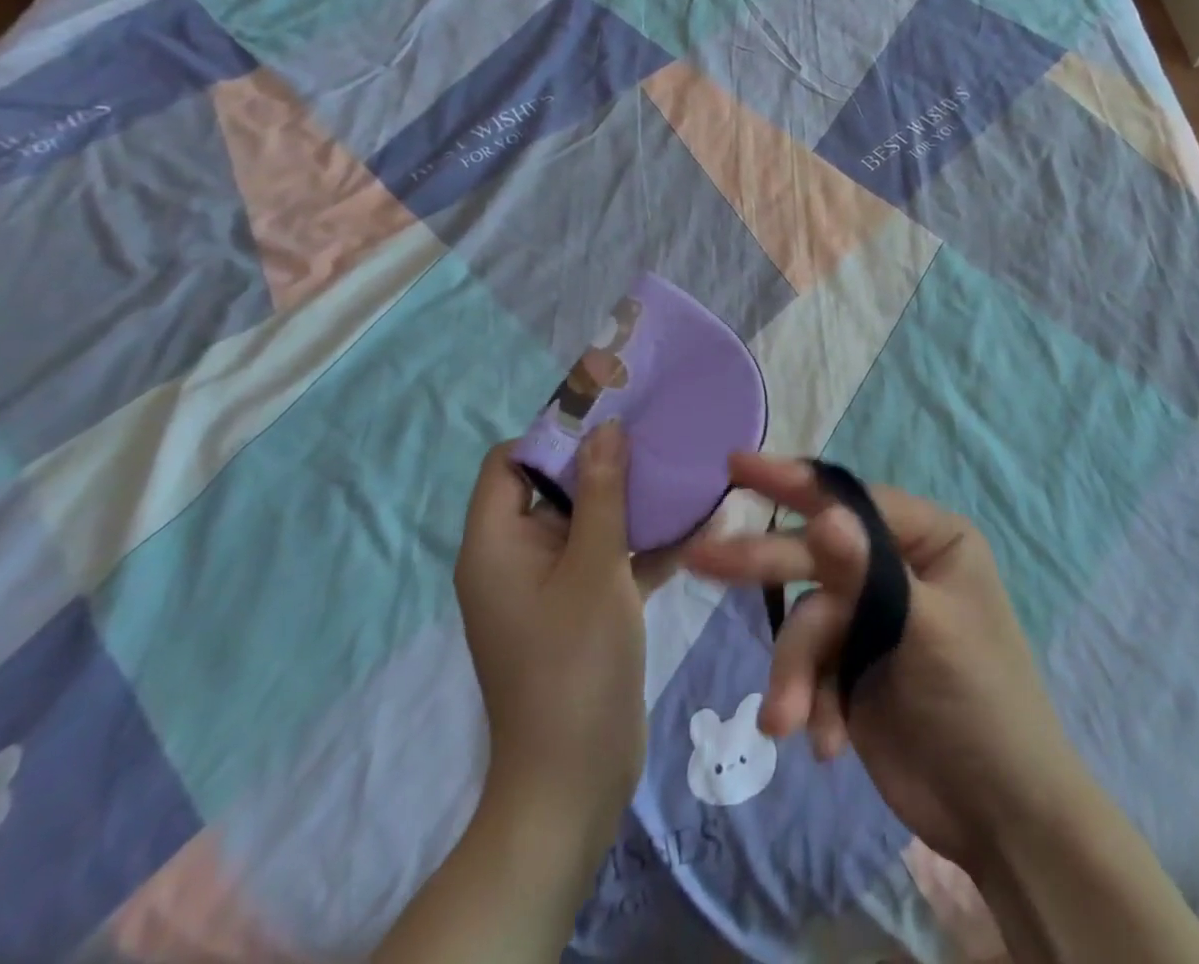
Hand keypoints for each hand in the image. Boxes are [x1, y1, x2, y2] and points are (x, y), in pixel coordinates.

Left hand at [454, 425, 671, 836]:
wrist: (575, 782)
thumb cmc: (575, 664)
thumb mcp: (594, 568)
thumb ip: (603, 493)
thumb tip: (605, 427)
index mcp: (497, 543)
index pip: (509, 462)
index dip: (553, 434)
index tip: (608, 415)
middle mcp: (516, 558)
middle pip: (554, 488)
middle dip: (605, 462)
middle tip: (656, 435)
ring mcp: (550, 587)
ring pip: (590, 523)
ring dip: (633, 502)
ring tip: (683, 469)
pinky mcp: (582, 610)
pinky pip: (610, 561)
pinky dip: (644, 545)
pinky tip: (701, 524)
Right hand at [682, 455, 1090, 868]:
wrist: (1000, 819)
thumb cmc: (981, 703)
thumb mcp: (926, 629)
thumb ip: (867, 572)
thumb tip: (823, 516)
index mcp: (928, 539)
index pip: (850, 499)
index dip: (792, 481)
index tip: (736, 468)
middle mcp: (896, 567)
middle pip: (817, 554)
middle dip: (765, 566)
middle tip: (703, 560)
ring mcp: (871, 619)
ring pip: (807, 622)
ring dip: (795, 672)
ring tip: (786, 720)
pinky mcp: (851, 668)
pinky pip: (811, 668)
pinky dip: (812, 702)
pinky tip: (827, 743)